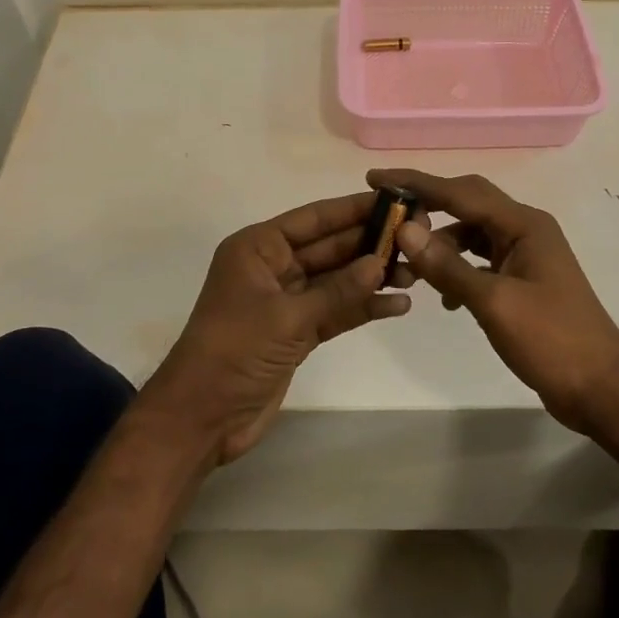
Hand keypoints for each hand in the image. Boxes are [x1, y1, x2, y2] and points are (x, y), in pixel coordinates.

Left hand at [143, 193, 414, 465]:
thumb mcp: (287, 317)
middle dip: (369, 244)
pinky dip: (362, 308)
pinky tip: (397, 305)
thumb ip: (337, 291)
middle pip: (329, 247)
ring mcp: (286, 301)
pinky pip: (336, 311)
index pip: (313, 219)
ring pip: (336, 280)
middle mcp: (273, 267)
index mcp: (258, 248)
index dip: (352, 209)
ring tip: (416, 273)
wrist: (202, 417)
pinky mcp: (297, 332)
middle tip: (415, 237)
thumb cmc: (235, 350)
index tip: (392, 201)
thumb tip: (380, 263)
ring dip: (371, 277)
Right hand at [367, 169, 618, 431]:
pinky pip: (481, 260)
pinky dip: (458, 269)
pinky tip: (445, 297)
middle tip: (387, 214)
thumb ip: (447, 265)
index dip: (417, 183)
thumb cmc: (551, 341)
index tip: (376, 177)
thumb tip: (405, 229)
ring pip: (472, 234)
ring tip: (409, 266)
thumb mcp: (493, 303)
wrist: (601, 388)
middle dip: (428, 206)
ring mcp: (526, 255)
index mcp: (524, 224)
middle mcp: (525, 229)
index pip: (461, 191)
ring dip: (441, 244)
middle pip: (468, 204)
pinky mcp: (523, 279)